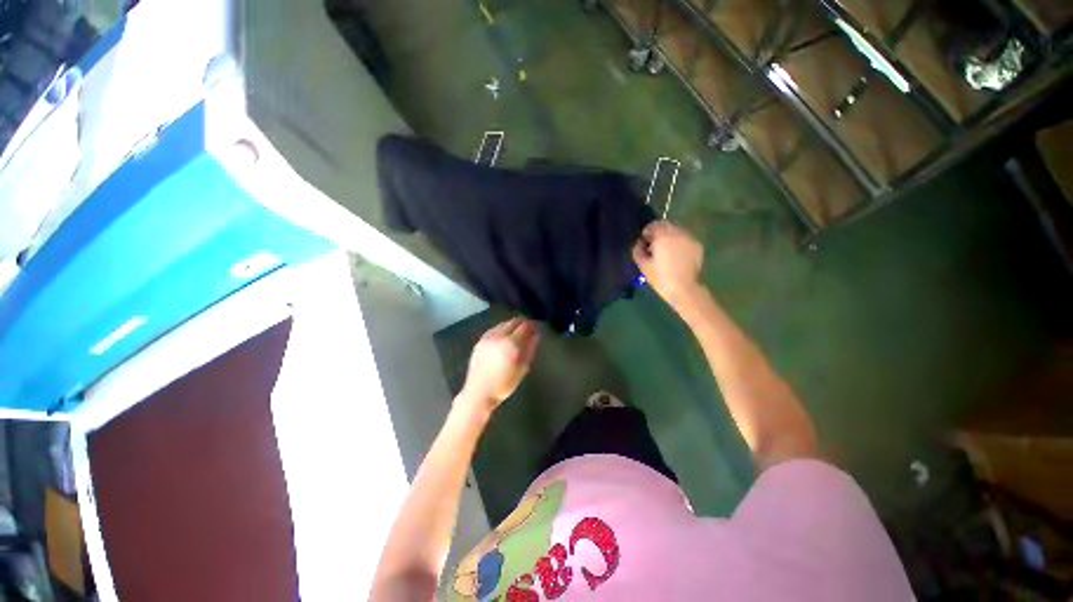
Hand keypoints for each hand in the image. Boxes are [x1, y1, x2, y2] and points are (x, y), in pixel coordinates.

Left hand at [461, 318, 539, 409]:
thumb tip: (535, 335)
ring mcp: (487, 337)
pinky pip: (494, 329)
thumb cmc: (504, 384)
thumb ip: (530, 349)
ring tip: (517, 332)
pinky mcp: (480, 341)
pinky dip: (501, 329)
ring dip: (511, 325)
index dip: (532, 325)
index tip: (536, 327)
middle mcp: (499, 336)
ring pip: (503, 324)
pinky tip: (504, 336)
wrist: (479, 393)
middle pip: (513, 322)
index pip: (525, 326)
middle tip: (528, 328)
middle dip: (522, 323)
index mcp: (511, 344)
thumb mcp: (522, 368)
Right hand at [633, 221, 703, 308]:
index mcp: (663, 235)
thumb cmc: (660, 277)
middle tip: (654, 247)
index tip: (645, 244)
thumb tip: (640, 242)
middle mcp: (678, 232)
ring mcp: (690, 238)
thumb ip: (638, 249)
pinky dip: (679, 243)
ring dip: (669, 237)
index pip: (653, 225)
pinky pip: (684, 239)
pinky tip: (676, 256)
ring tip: (666, 252)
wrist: (683, 289)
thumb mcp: (642, 264)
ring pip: (676, 231)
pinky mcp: (697, 245)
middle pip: (666, 226)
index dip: (647, 233)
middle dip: (659, 234)